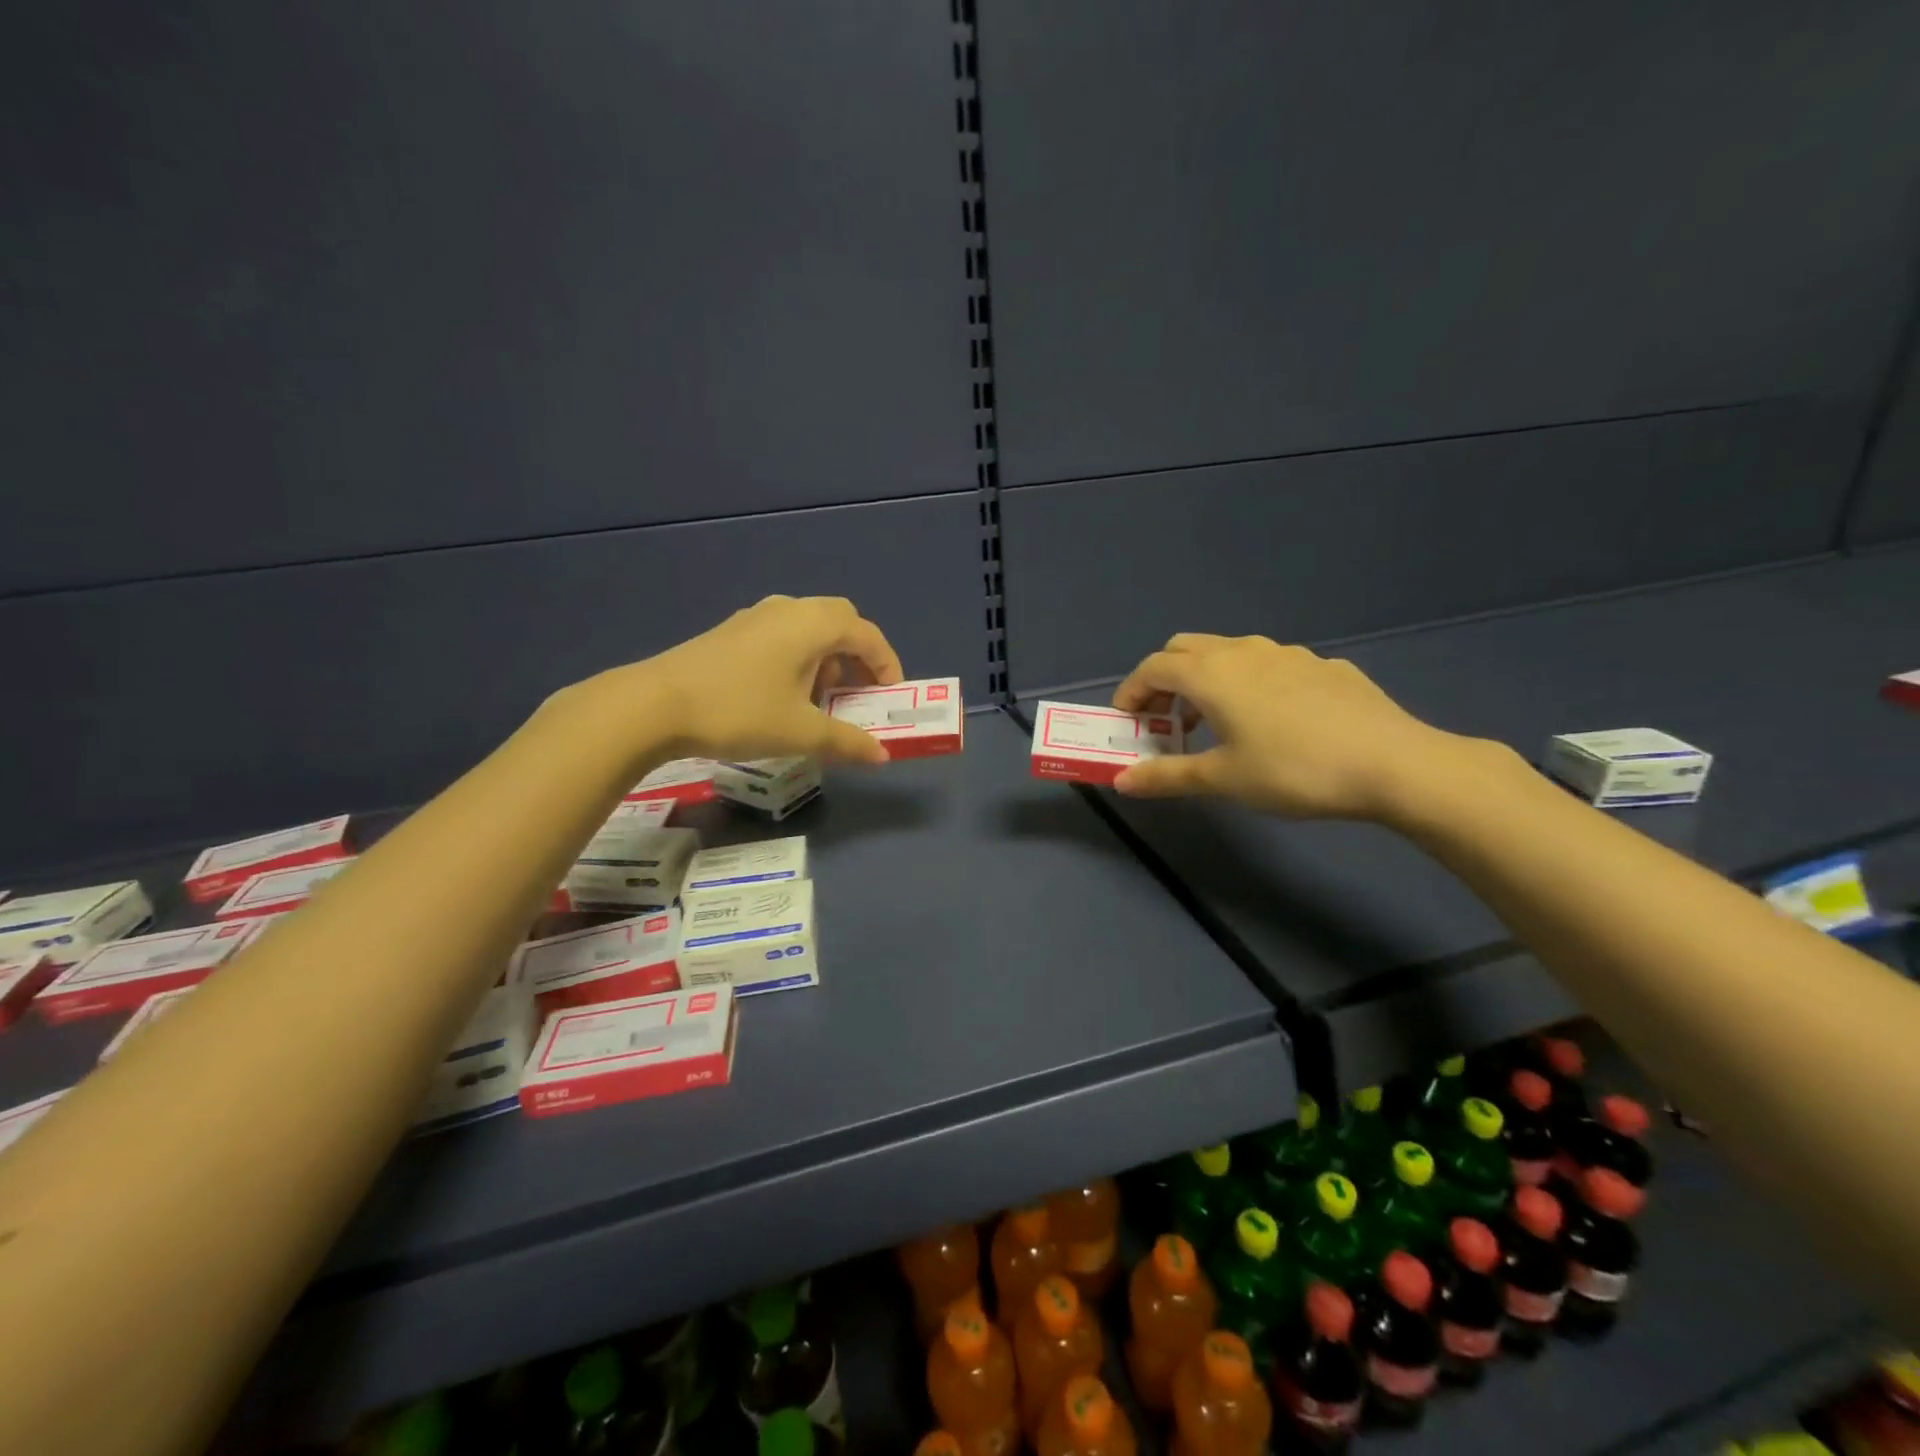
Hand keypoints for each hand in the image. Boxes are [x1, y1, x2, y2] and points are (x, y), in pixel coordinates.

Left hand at [591, 596, 904, 766]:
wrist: (655, 705)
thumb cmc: (740, 712)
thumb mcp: (800, 733)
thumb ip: (847, 742)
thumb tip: (882, 756)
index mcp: (813, 624)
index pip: (867, 635)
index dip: (887, 665)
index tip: (891, 697)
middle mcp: (788, 610)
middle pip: (840, 621)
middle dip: (858, 657)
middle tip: (858, 694)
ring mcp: (756, 617)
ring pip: (809, 628)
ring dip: (827, 658)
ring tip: (820, 700)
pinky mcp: (732, 631)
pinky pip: (782, 636)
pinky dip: (799, 658)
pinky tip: (782, 694)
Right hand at [1109, 634, 1467, 819]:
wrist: (1393, 763)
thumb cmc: (1293, 770)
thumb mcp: (1223, 779)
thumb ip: (1167, 776)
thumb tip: (1121, 781)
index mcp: (1211, 674)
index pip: (1152, 668)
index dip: (1131, 692)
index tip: (1126, 722)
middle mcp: (1244, 651)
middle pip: (1185, 649)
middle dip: (1165, 680)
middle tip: (1166, 720)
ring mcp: (1288, 653)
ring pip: (1229, 652)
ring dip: (1206, 679)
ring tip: (1215, 722)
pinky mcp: (1323, 665)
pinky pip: (1269, 665)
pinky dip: (1249, 683)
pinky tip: (1272, 721)